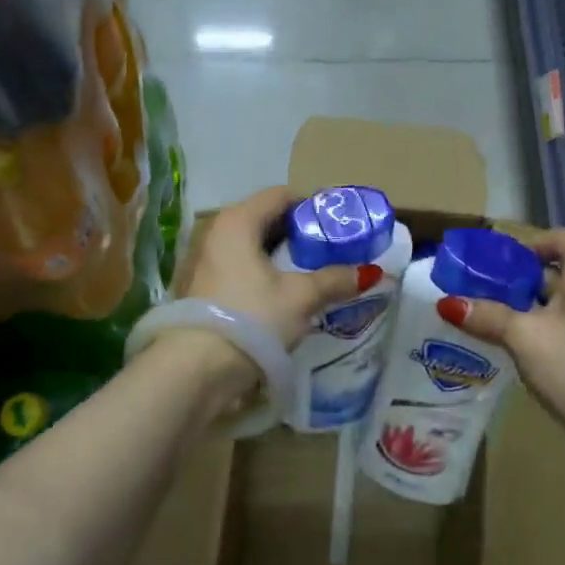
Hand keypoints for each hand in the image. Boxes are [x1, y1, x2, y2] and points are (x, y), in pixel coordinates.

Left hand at [177, 186, 380, 349]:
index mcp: (237, 220)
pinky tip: (281, 295)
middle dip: (297, 233)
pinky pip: (237, 268)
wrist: (196, 369)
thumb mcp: (301, 297)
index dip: (311, 205)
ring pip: (250, 246)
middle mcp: (215, 231)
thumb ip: (334, 279)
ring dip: (278, 256)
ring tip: (309, 274)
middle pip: (264, 219)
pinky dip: (260, 273)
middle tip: (328, 250)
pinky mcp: (199, 287)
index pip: (280, 195)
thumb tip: (368, 273)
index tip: (336, 225)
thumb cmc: (251, 318)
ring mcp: (203, 260)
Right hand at [439, 229, 564, 474]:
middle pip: (555, 269)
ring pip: (558, 300)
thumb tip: (447, 303)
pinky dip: (540, 326)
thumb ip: (488, 316)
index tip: (494, 263)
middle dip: (516, 278)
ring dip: (524, 306)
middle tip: (477, 288)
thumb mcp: (526, 339)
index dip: (527, 245)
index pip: (559, 239)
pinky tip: (512, 344)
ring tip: (485, 315)